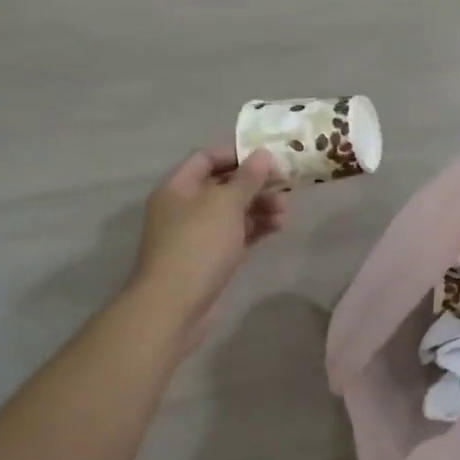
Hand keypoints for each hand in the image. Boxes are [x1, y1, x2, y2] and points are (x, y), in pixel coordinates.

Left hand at [131, 146, 285, 348]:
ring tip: (285, 213)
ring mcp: (196, 236)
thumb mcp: (225, 204)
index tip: (267, 156)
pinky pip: (235, 236)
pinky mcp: (209, 260)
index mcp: (177, 188)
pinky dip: (255, 229)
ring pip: (231, 213)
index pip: (206, 158)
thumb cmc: (197, 244)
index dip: (236, 153)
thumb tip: (262, 154)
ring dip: (259, 208)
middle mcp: (183, 208)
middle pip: (222, 186)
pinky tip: (277, 228)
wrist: (175, 306)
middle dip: (254, 185)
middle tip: (285, 186)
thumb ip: (247, 178)